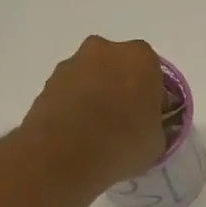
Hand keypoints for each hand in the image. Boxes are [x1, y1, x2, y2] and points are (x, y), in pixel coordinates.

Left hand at [23, 36, 167, 184]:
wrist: (64, 155)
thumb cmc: (124, 144)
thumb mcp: (158, 141)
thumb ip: (156, 124)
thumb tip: (146, 125)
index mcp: (141, 59)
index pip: (154, 72)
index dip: (153, 96)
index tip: (150, 118)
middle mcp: (105, 51)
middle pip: (120, 67)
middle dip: (123, 88)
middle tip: (125, 121)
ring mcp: (72, 64)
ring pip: (93, 77)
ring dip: (97, 95)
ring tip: (98, 132)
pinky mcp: (47, 82)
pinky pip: (71, 92)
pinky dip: (76, 106)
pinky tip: (79, 134)